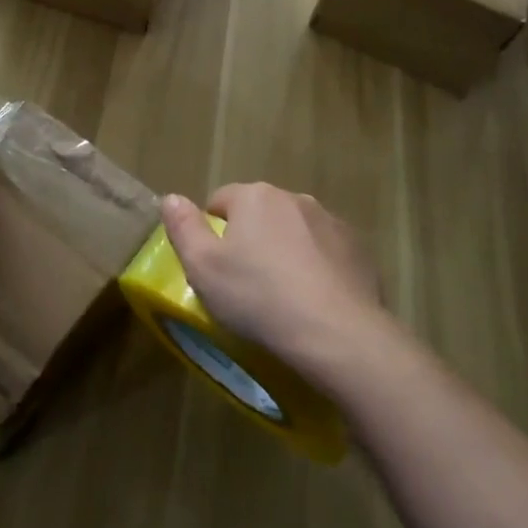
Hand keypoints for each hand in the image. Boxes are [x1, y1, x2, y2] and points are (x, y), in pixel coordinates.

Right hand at [160, 183, 385, 377]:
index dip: (212, 232)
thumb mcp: (203, 268)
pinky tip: (315, 300)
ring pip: (295, 231)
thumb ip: (183, 228)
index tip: (215, 267)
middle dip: (251, 240)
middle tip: (246, 284)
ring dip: (286, 251)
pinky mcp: (356, 247)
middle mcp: (294, 197)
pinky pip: (326, 251)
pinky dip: (317, 267)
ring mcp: (330, 220)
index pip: (220, 201)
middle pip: (260, 213)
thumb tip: (171, 198)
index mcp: (255, 197)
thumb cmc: (258, 296)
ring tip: (283, 295)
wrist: (335, 330)